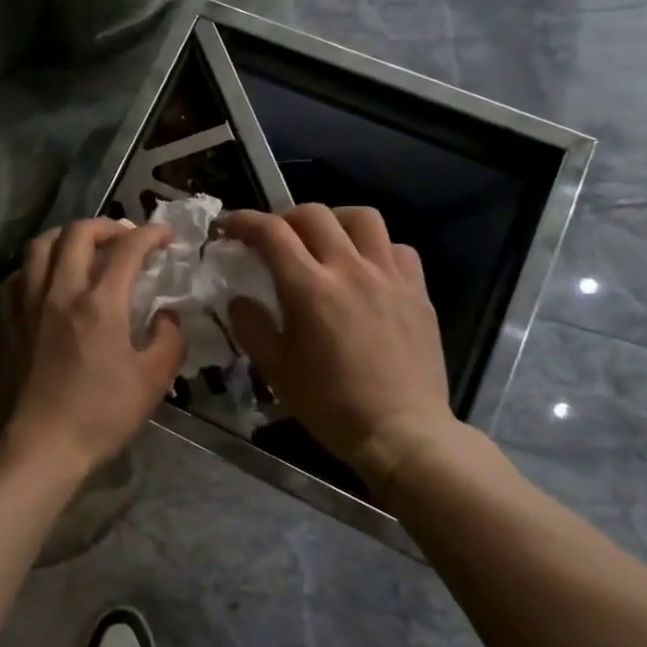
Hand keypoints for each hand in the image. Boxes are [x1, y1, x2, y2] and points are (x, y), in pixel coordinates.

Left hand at [0, 218, 185, 477]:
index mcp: (100, 303)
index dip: (151, 233)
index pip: (127, 248)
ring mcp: (28, 304)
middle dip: (107, 226)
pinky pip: (17, 277)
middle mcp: (60, 292)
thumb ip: (169, 340)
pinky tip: (47, 281)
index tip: (166, 236)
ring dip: (66, 237)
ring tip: (83, 248)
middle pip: (78, 233)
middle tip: (125, 237)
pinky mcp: (8, 321)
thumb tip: (166, 316)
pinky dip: (35, 268)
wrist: (41, 445)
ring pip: (40, 246)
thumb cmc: (101, 415)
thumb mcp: (153, 382)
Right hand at [222, 205, 463, 488]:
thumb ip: (251, 327)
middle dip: (284, 218)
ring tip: (325, 242)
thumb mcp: (276, 370)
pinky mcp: (418, 290)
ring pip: (362, 218)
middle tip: (274, 239)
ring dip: (335, 220)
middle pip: (313, 214)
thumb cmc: (330, 405)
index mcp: (309, 288)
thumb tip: (239, 300)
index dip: (243, 221)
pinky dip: (376, 249)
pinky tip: (367, 269)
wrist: (401, 433)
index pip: (271, 232)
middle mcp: (349, 269)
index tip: (228, 227)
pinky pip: (398, 248)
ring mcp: (389, 276)